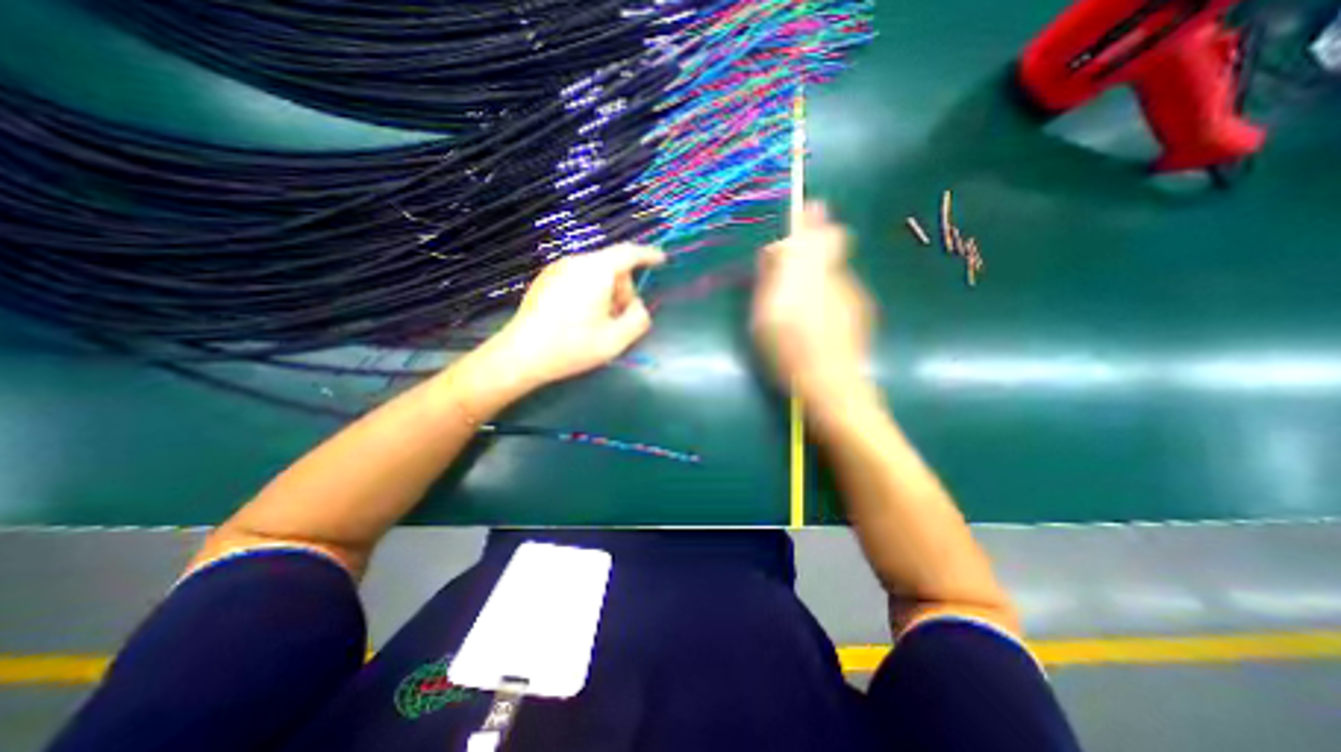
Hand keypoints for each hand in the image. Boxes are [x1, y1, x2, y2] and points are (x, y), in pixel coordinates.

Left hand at [487, 244, 662, 390]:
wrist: (521, 355)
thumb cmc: (572, 346)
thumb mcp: (616, 339)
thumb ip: (638, 318)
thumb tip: (636, 306)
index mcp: (595, 270)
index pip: (629, 253)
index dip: (648, 255)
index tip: (661, 260)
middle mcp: (575, 262)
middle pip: (612, 266)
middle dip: (623, 289)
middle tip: (620, 319)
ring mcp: (557, 269)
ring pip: (596, 273)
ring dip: (606, 294)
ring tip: (598, 323)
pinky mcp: (546, 280)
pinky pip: (579, 278)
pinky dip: (590, 293)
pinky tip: (580, 319)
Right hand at [750, 202, 875, 408]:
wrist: (831, 387)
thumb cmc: (790, 351)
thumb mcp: (766, 316)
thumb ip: (770, 279)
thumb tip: (774, 251)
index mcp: (814, 273)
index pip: (824, 232)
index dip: (813, 221)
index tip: (802, 217)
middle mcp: (839, 277)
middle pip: (830, 248)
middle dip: (810, 251)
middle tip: (788, 270)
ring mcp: (854, 296)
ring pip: (834, 273)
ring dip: (816, 278)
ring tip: (798, 306)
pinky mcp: (861, 314)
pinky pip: (840, 294)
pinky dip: (826, 298)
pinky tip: (816, 323)